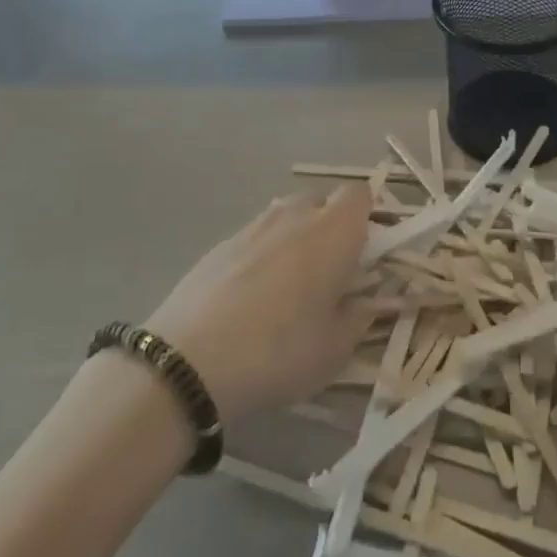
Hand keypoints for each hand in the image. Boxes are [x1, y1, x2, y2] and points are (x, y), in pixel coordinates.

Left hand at [145, 185, 374, 425]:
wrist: (188, 363)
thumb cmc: (279, 352)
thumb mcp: (335, 349)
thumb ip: (359, 317)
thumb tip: (366, 302)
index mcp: (334, 231)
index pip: (362, 194)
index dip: (368, 216)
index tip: (368, 251)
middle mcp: (296, 214)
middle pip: (323, 201)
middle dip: (333, 227)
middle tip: (332, 272)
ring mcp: (254, 225)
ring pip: (288, 216)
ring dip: (297, 238)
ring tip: (290, 286)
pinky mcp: (221, 243)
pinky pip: (257, 236)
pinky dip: (264, 254)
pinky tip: (252, 296)